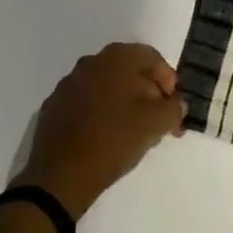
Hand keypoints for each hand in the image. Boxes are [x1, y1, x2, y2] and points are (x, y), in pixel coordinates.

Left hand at [14, 43, 185, 217]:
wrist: (60, 174)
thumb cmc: (113, 139)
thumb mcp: (154, 124)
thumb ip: (172, 109)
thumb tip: (176, 103)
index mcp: (116, 58)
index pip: (151, 58)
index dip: (168, 81)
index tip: (174, 108)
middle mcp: (92, 61)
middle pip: (129, 70)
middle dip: (148, 92)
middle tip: (158, 120)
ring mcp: (69, 82)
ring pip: (107, 85)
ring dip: (124, 101)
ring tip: (133, 131)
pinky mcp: (55, 104)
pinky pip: (86, 101)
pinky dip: (100, 112)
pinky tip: (105, 135)